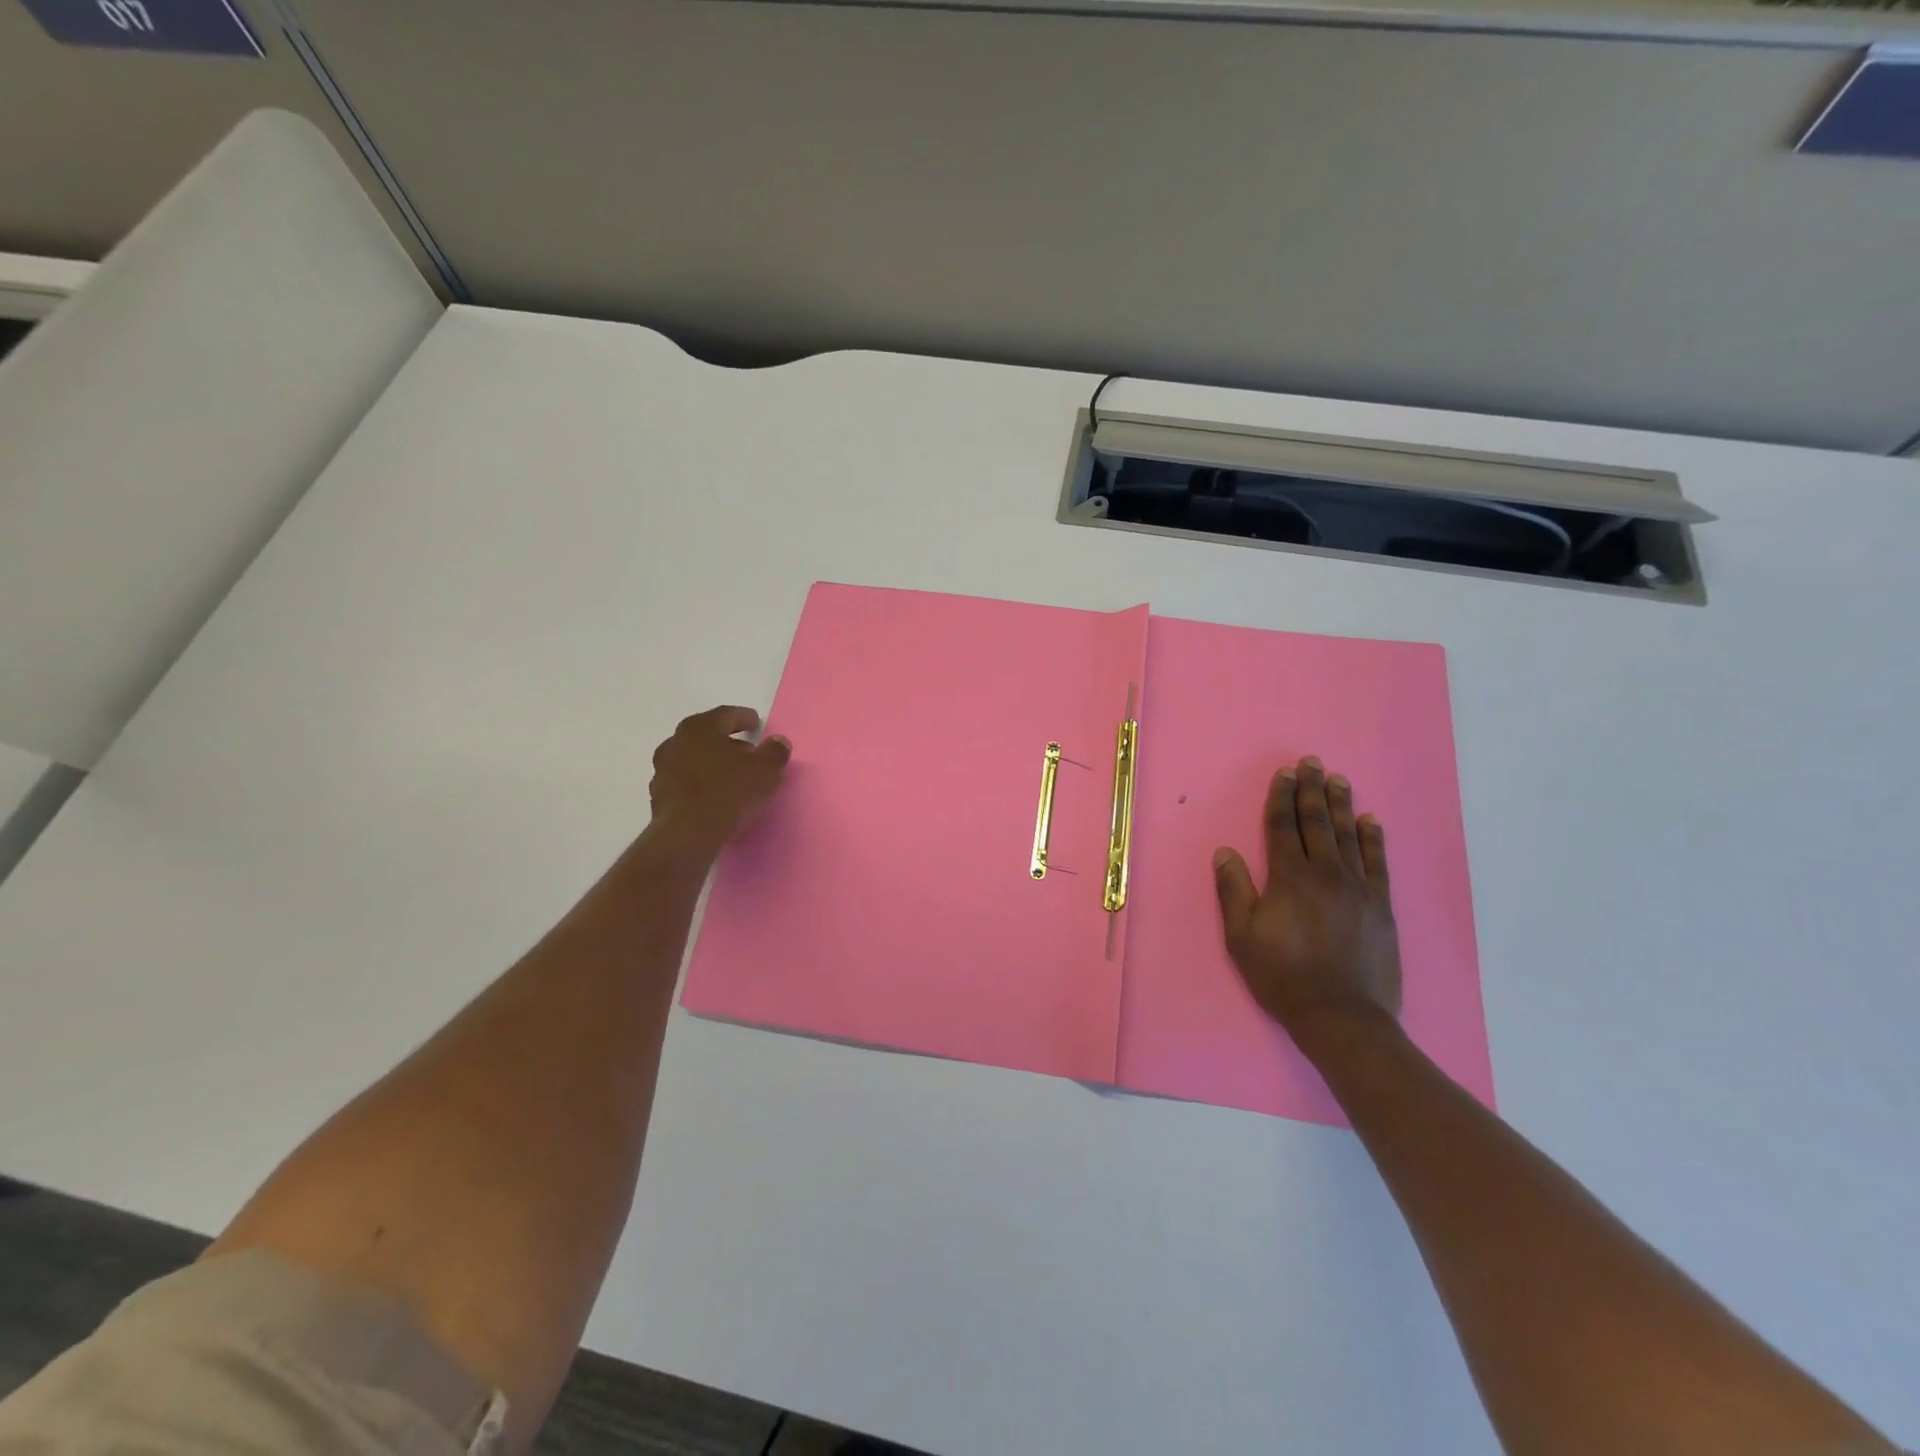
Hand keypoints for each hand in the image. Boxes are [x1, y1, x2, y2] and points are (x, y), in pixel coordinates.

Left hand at [645, 706, 790, 859]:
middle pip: (706, 737)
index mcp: (700, 727)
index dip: (744, 718)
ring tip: (732, 778)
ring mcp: (663, 771)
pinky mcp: (658, 798)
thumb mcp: (766, 770)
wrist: (688, 834)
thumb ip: (775, 752)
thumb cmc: (729, 791)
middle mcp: (676, 743)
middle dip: (727, 743)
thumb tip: (778, 742)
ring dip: (711, 765)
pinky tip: (715, 799)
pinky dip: (700, 786)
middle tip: (748, 753)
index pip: (725, 715)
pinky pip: (685, 784)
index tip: (756, 724)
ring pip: (693, 760)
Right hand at [1212, 756, 1401, 1034]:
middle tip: (1312, 763)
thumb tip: (1225, 852)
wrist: (1342, 1016)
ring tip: (1339, 779)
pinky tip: (1371, 821)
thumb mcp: (1242, 937)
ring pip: (1348, 835)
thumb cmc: (1282, 975)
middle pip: (1317, 823)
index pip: (1283, 827)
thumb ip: (1234, 890)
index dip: (1281, 798)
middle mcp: (1326, 873)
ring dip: (1342, 804)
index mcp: (1290, 878)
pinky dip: (1373, 838)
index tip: (1285, 774)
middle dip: (1312, 790)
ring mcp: (1359, 888)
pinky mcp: (1381, 906)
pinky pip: (1378, 862)